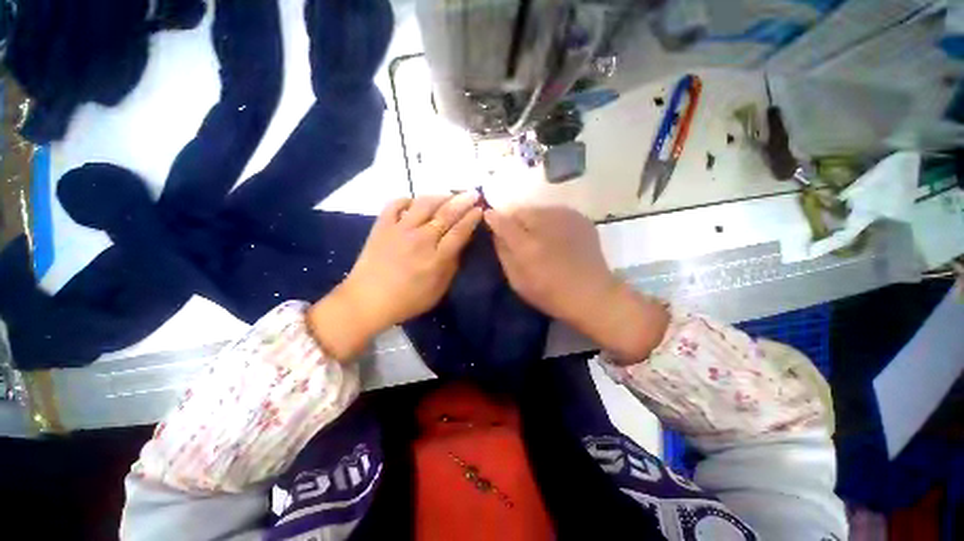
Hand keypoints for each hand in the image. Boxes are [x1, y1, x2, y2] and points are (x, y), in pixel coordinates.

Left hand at [310, 192, 482, 359]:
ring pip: (424, 204)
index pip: (459, 231)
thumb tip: (460, 245)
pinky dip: (407, 199)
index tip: (480, 209)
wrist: (367, 300)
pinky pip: (395, 204)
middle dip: (463, 201)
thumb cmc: (407, 300)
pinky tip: (415, 202)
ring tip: (449, 194)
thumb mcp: (438, 290)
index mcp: (436, 258)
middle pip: (446, 214)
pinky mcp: (382, 226)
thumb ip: (451, 266)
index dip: (472, 218)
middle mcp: (421, 239)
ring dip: (440, 196)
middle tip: (473, 193)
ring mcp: (399, 229)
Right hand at [485, 206, 668, 361]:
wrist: (592, 294)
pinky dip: (549, 220)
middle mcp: (545, 224)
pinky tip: (554, 236)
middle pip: (520, 210)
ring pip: (537, 209)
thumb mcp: (517, 281)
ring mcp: (565, 218)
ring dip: (532, 219)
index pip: (502, 220)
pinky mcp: (579, 217)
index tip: (489, 219)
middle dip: (514, 220)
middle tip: (517, 235)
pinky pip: (554, 212)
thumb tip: (495, 232)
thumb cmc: (550, 294)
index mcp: (527, 245)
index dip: (493, 218)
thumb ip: (503, 252)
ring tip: (537, 236)